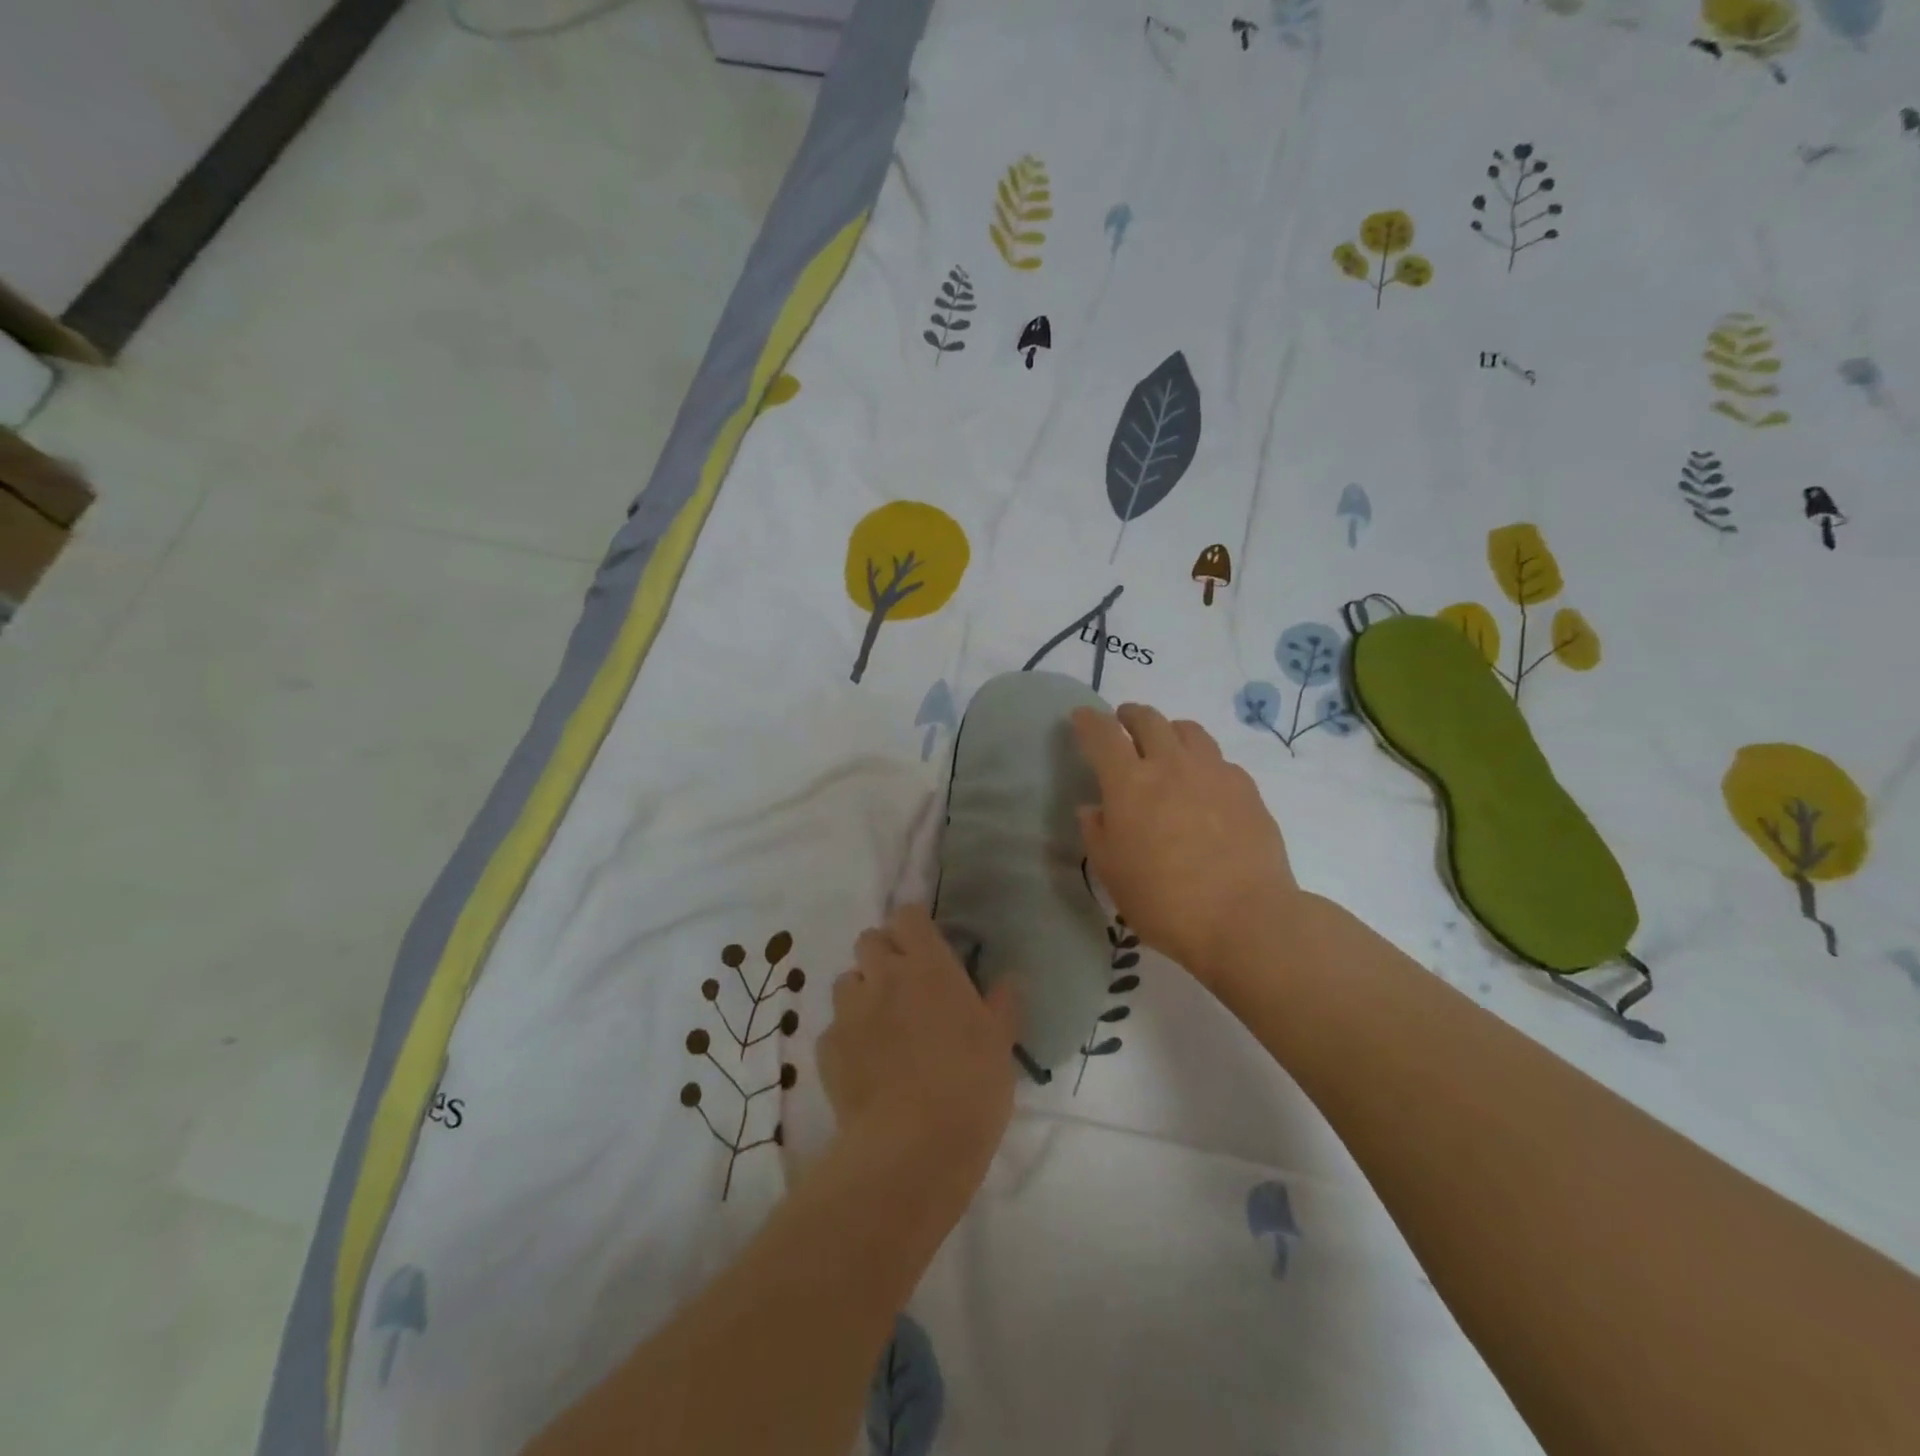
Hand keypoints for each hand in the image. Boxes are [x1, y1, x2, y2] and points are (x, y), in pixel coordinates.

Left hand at [818, 904, 1017, 1199]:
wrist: (913, 1148)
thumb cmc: (970, 1087)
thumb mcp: (1000, 1044)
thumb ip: (1002, 1003)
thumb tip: (1010, 978)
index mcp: (929, 966)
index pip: (907, 916)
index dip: (913, 925)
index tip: (925, 944)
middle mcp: (884, 976)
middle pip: (869, 940)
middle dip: (882, 953)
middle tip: (903, 983)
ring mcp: (850, 1011)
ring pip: (847, 980)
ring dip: (862, 992)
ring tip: (880, 1023)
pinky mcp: (828, 1048)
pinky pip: (834, 1027)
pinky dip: (848, 1037)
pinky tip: (865, 1065)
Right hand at [1072, 703, 1299, 989]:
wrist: (1245, 918)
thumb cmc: (1164, 900)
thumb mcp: (1112, 873)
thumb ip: (1097, 833)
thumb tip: (1093, 809)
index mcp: (1129, 783)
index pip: (1102, 735)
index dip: (1088, 721)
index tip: (1081, 716)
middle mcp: (1170, 765)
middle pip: (1148, 719)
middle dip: (1129, 715)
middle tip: (1123, 723)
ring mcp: (1212, 772)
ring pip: (1188, 730)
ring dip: (1169, 730)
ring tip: (1165, 746)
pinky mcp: (1245, 787)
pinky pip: (1217, 758)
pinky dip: (1201, 760)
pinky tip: (1203, 783)